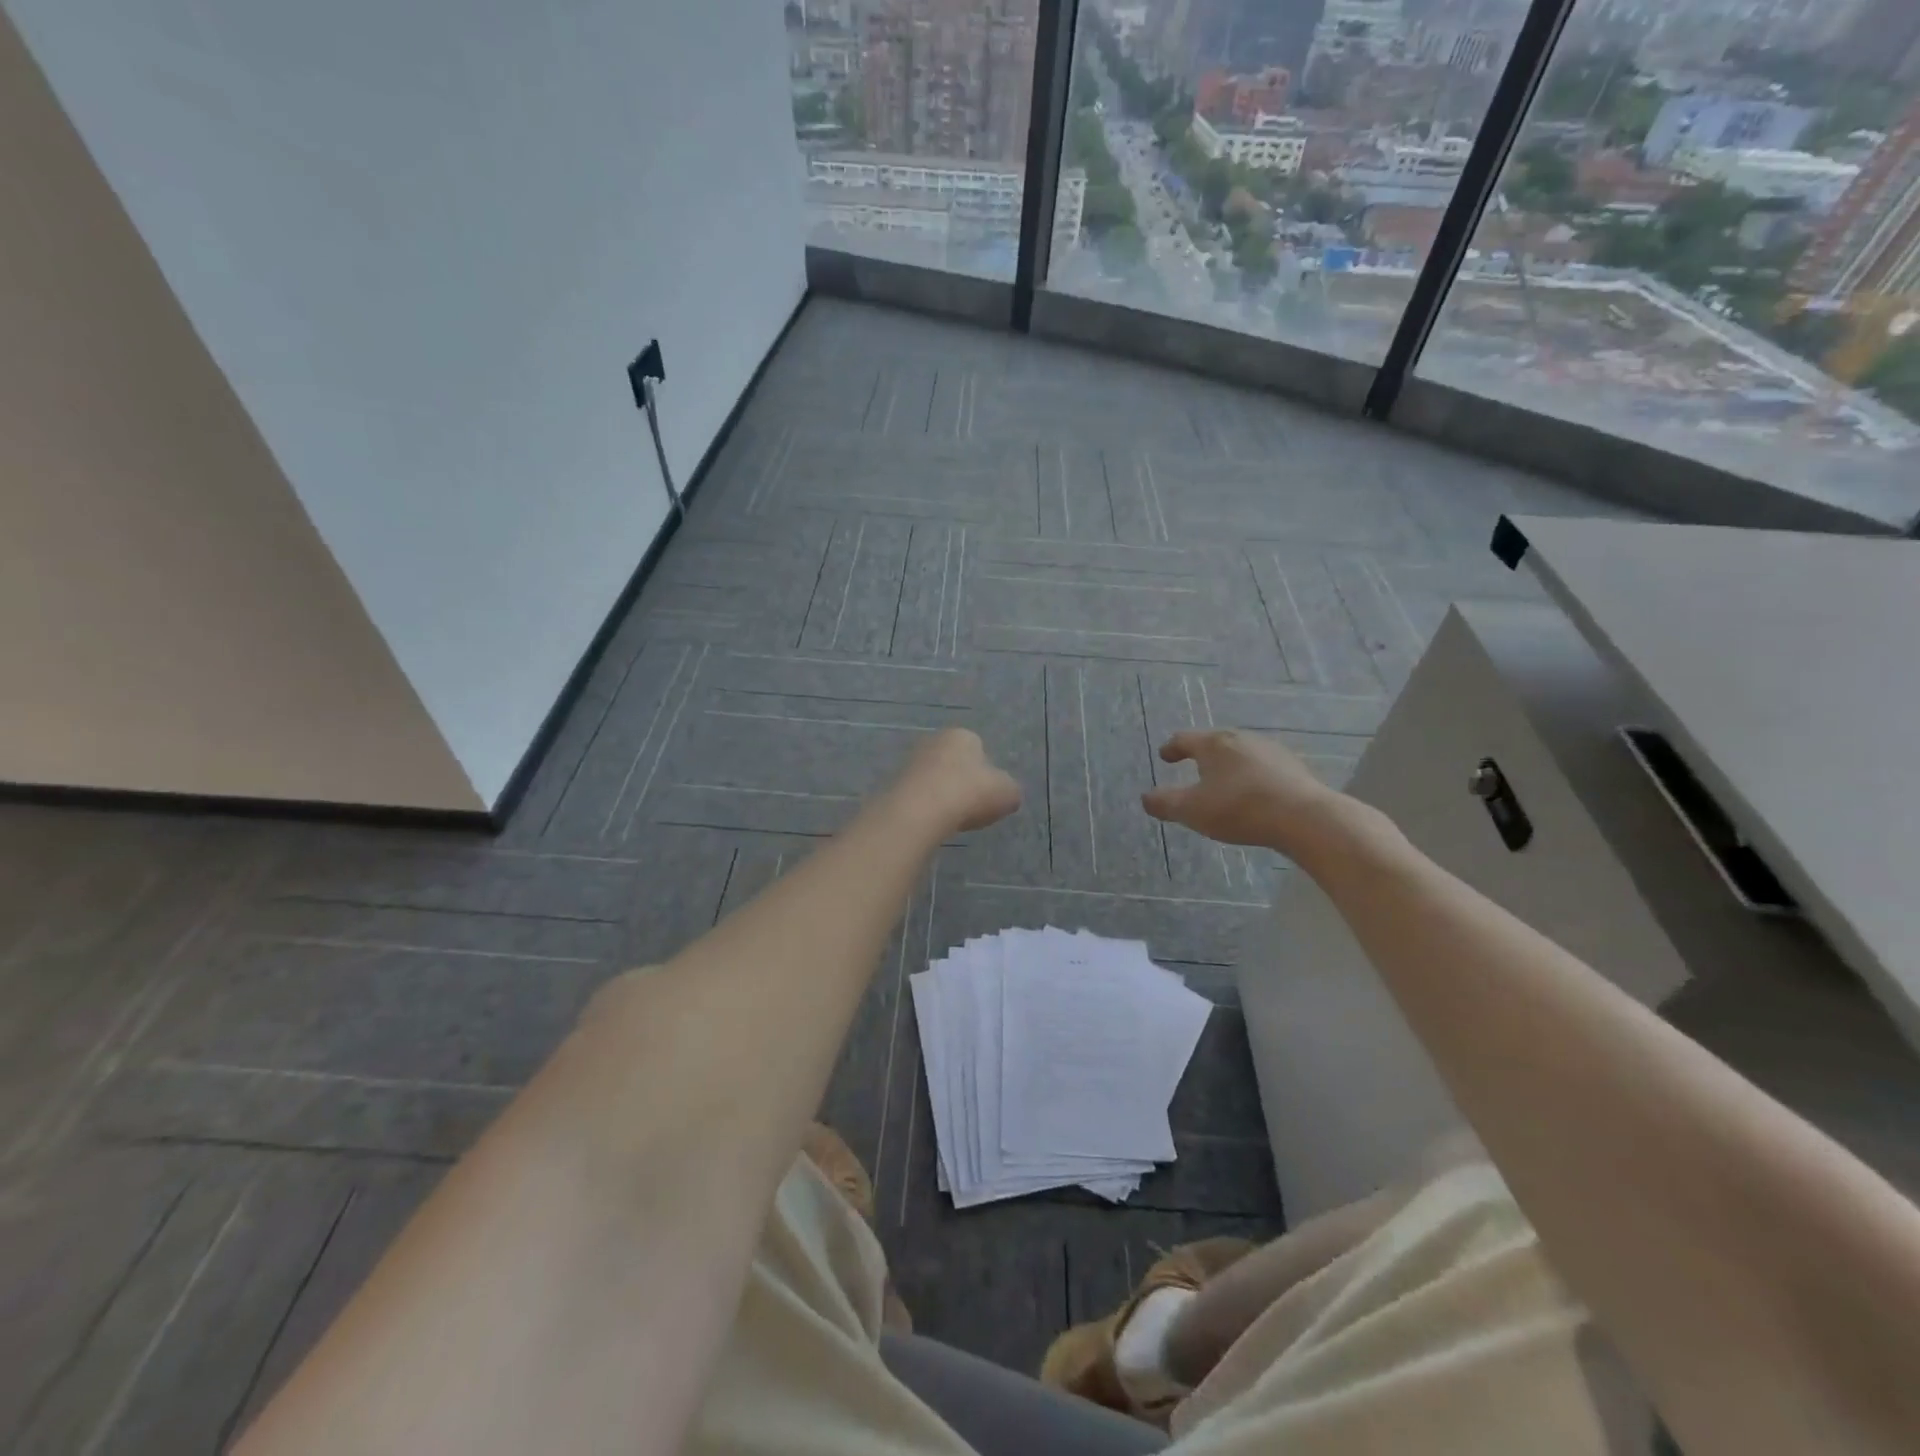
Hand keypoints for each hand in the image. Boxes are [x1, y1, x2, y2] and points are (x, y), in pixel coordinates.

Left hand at [886, 728, 1021, 834]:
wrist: (921, 810)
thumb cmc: (970, 792)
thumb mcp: (1008, 793)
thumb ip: (1009, 790)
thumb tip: (1006, 794)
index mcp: (962, 735)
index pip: (978, 748)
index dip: (986, 773)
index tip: (988, 795)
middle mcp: (933, 741)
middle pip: (953, 763)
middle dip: (961, 783)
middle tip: (971, 809)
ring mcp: (910, 763)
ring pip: (934, 780)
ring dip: (943, 797)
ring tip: (952, 821)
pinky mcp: (894, 786)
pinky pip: (918, 798)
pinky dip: (926, 810)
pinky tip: (933, 825)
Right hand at [1142, 729, 1340, 853]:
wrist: (1305, 818)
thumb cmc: (1239, 808)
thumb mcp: (1192, 810)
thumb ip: (1165, 803)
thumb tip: (1146, 798)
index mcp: (1214, 744)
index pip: (1185, 739)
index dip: (1172, 748)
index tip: (1165, 756)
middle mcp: (1242, 739)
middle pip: (1215, 742)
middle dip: (1202, 754)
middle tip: (1193, 767)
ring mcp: (1271, 751)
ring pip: (1241, 754)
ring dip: (1229, 765)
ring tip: (1223, 782)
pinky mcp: (1293, 768)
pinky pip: (1263, 768)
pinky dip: (1251, 776)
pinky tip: (1253, 794)